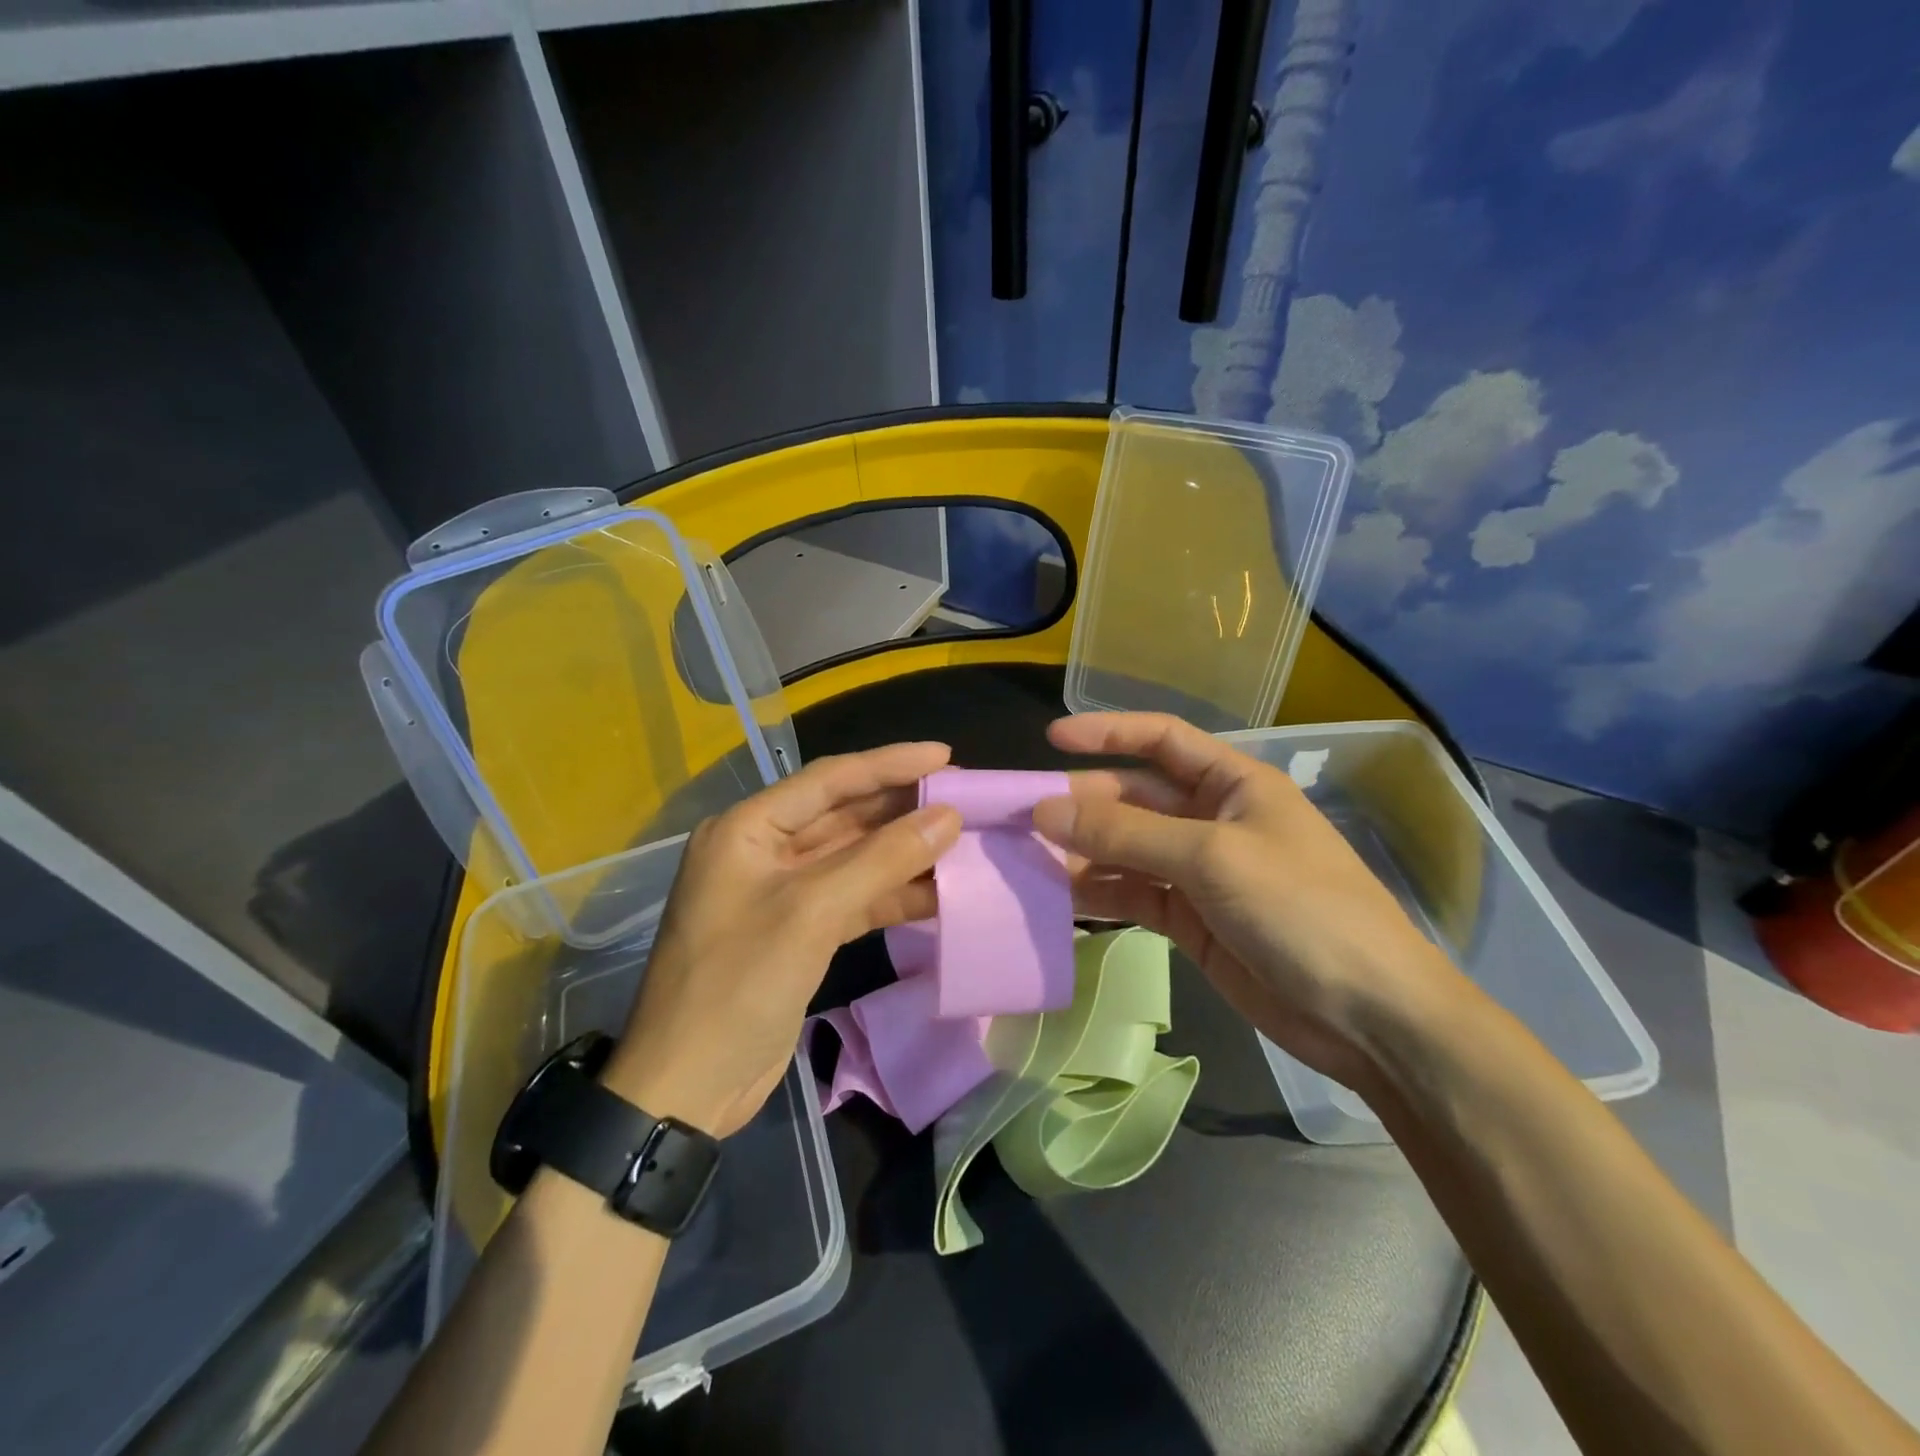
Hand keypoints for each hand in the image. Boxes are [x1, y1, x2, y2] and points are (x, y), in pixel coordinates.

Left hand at [603, 743, 963, 1135]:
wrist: (686, 1087)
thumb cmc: (738, 984)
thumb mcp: (812, 913)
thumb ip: (882, 860)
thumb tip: (948, 816)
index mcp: (748, 828)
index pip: (829, 780)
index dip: (889, 764)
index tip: (945, 756)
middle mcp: (763, 851)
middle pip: (843, 816)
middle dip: (901, 808)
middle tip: (961, 797)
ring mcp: (781, 893)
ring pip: (853, 858)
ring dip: (903, 853)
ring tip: (961, 842)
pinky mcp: (799, 932)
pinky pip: (854, 899)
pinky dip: (892, 895)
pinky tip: (937, 893)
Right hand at [1031, 713, 1469, 1088]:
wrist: (1369, 1016)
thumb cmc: (1302, 910)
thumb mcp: (1211, 859)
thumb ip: (1125, 834)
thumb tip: (1045, 812)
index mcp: (1233, 784)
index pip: (1160, 740)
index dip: (1107, 732)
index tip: (1050, 738)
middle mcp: (1211, 820)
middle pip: (1134, 798)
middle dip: (1082, 805)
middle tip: (1022, 819)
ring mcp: (1199, 873)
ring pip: (1126, 851)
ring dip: (1082, 854)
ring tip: (1027, 862)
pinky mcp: (1189, 920)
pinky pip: (1132, 895)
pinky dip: (1098, 895)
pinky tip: (1059, 899)